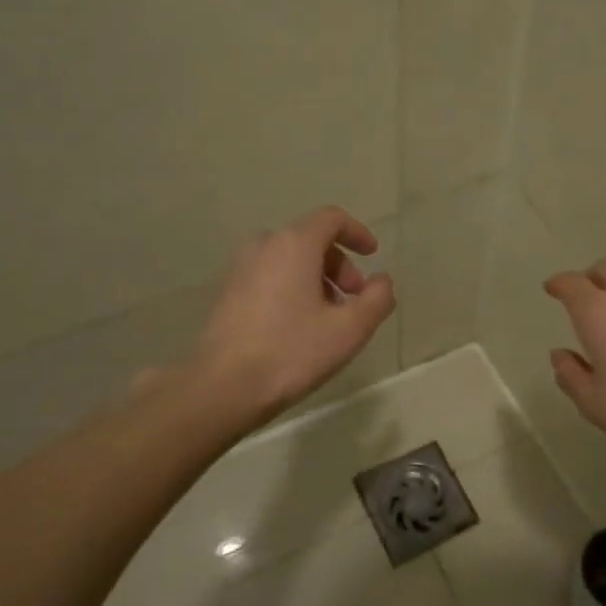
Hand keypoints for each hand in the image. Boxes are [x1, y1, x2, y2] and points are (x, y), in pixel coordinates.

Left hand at [191, 206, 395, 427]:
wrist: (223, 387)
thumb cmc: (292, 352)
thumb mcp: (349, 329)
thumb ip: (377, 299)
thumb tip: (382, 281)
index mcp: (294, 244)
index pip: (331, 218)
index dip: (357, 232)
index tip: (373, 255)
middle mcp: (264, 246)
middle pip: (311, 239)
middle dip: (340, 265)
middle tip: (355, 300)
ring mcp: (241, 268)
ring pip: (290, 259)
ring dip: (318, 279)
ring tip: (330, 318)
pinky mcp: (228, 292)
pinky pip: (270, 276)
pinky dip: (293, 288)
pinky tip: (300, 326)